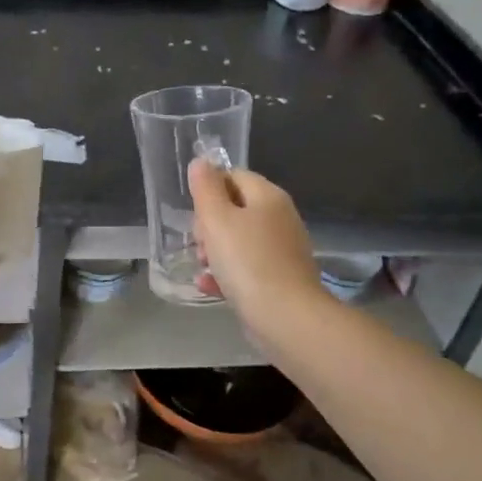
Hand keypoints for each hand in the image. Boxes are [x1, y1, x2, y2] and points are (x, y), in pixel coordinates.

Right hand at [188, 158, 326, 342]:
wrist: (286, 317)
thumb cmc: (247, 261)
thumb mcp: (217, 219)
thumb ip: (206, 188)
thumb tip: (201, 162)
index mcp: (268, 196)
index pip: (233, 176)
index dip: (209, 190)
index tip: (195, 213)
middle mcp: (280, 218)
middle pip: (234, 209)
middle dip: (209, 225)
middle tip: (199, 243)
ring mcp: (282, 250)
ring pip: (238, 240)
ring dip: (214, 252)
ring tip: (202, 267)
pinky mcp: (280, 278)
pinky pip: (247, 267)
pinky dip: (227, 273)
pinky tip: (210, 286)